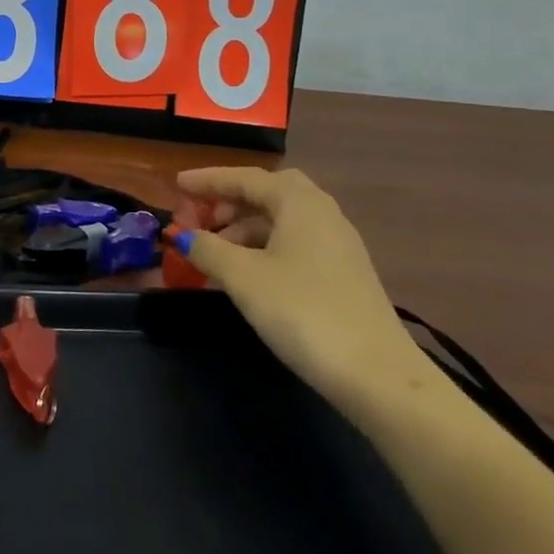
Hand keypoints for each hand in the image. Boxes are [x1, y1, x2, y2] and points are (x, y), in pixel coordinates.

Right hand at [176, 166, 427, 410]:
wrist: (377, 375)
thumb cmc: (302, 311)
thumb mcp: (243, 277)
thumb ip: (208, 249)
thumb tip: (183, 235)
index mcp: (300, 203)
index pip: (246, 178)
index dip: (208, 180)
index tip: (177, 184)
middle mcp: (323, 214)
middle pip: (271, 192)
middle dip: (233, 199)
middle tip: (203, 215)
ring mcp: (339, 245)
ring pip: (285, 219)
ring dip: (247, 225)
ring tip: (216, 250)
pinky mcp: (345, 275)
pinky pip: (296, 242)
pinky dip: (266, 245)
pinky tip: (249, 273)